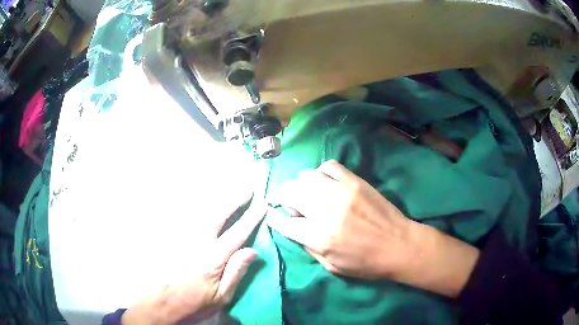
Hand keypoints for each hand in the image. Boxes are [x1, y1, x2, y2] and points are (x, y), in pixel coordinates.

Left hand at [122, 200, 265, 324]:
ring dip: (217, 199)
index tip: (262, 204)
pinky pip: (185, 215)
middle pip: (219, 214)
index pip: (237, 232)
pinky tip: (203, 202)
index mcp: (213, 257)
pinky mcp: (171, 236)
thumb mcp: (221, 297)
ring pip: (201, 211)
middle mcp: (198, 241)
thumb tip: (252, 250)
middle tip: (246, 189)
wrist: (160, 302)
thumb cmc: (193, 302)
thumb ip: (236, 272)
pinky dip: (198, 206)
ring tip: (229, 190)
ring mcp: (182, 236)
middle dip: (235, 199)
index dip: (251, 217)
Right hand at [267, 160, 478, 296]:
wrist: (399, 245)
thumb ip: (308, 246)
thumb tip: (294, 227)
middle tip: (295, 207)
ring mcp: (341, 192)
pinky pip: (329, 166)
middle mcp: (326, 211)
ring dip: (303, 186)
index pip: (283, 221)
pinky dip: (322, 173)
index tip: (273, 215)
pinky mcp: (355, 181)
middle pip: (290, 192)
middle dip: (286, 199)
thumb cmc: (366, 263)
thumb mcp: (331, 266)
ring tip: (311, 194)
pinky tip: (327, 183)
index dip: (274, 217)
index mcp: (319, 237)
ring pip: (306, 176)